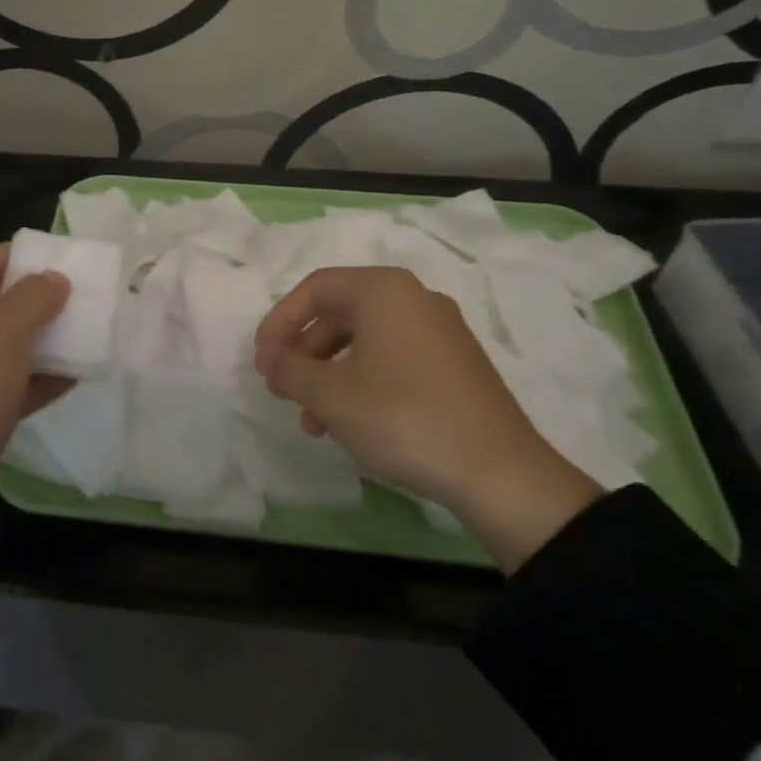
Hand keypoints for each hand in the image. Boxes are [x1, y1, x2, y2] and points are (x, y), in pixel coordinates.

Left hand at [0, 244, 71, 557]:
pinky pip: (5, 385)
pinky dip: (36, 379)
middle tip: (80, 298)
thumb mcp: (2, 333)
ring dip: (41, 341)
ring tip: (87, 334)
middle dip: (34, 301)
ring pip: (0, 346)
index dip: (13, 257)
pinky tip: (76, 376)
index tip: (58, 262)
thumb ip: (34, 297)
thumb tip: (54, 280)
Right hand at [253, 267, 602, 572]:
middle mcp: (415, 299)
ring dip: (329, 375)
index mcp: (383, 290)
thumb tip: (271, 358)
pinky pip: (393, 359)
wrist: (497, 471)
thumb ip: (290, 369)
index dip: (279, 322)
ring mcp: (440, 331)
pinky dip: (362, 382)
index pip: (315, 288)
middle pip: (340, 313)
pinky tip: (351, 423)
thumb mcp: (330, 394)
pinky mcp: (456, 364)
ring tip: (312, 421)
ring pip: (366, 341)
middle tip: (282, 389)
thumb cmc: (401, 416)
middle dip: (304, 352)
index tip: (262, 361)